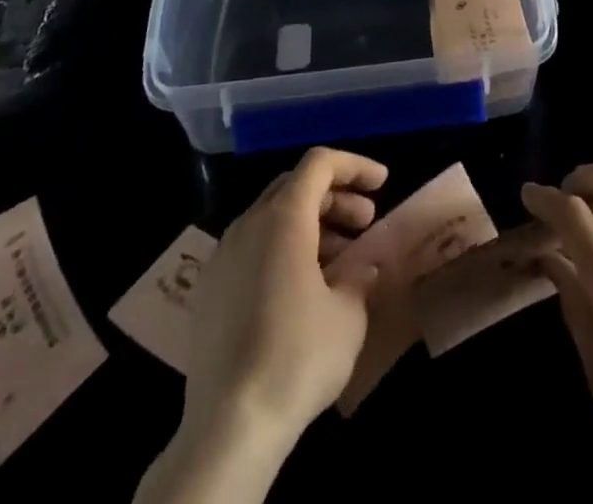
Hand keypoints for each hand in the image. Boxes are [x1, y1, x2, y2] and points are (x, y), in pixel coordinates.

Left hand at [187, 147, 386, 442]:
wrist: (227, 428)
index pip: (320, 164)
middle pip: (294, 187)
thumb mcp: (348, 314)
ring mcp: (222, 258)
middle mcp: (247, 225)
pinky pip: (252, 250)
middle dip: (334, 197)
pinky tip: (302, 290)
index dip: (355, 166)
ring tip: (341, 261)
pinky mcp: (208, 293)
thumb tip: (362, 266)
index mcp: (283, 218)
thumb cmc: (297, 356)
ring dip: (310, 226)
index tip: (383, 184)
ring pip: (272, 219)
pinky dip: (283, 251)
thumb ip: (359, 276)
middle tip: (365, 223)